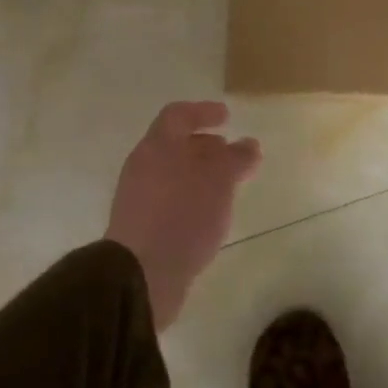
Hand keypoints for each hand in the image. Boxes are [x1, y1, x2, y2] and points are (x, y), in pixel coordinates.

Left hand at [105, 101, 262, 329]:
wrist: (140, 275)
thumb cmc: (183, 215)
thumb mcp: (220, 181)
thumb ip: (236, 158)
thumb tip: (249, 144)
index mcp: (157, 147)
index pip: (178, 115)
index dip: (203, 111)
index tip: (227, 117)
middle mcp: (143, 167)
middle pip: (174, 145)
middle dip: (204, 146)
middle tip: (231, 153)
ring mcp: (138, 198)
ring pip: (173, 174)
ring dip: (199, 174)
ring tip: (227, 186)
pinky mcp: (141, 227)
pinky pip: (170, 199)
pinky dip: (192, 197)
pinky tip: (210, 214)